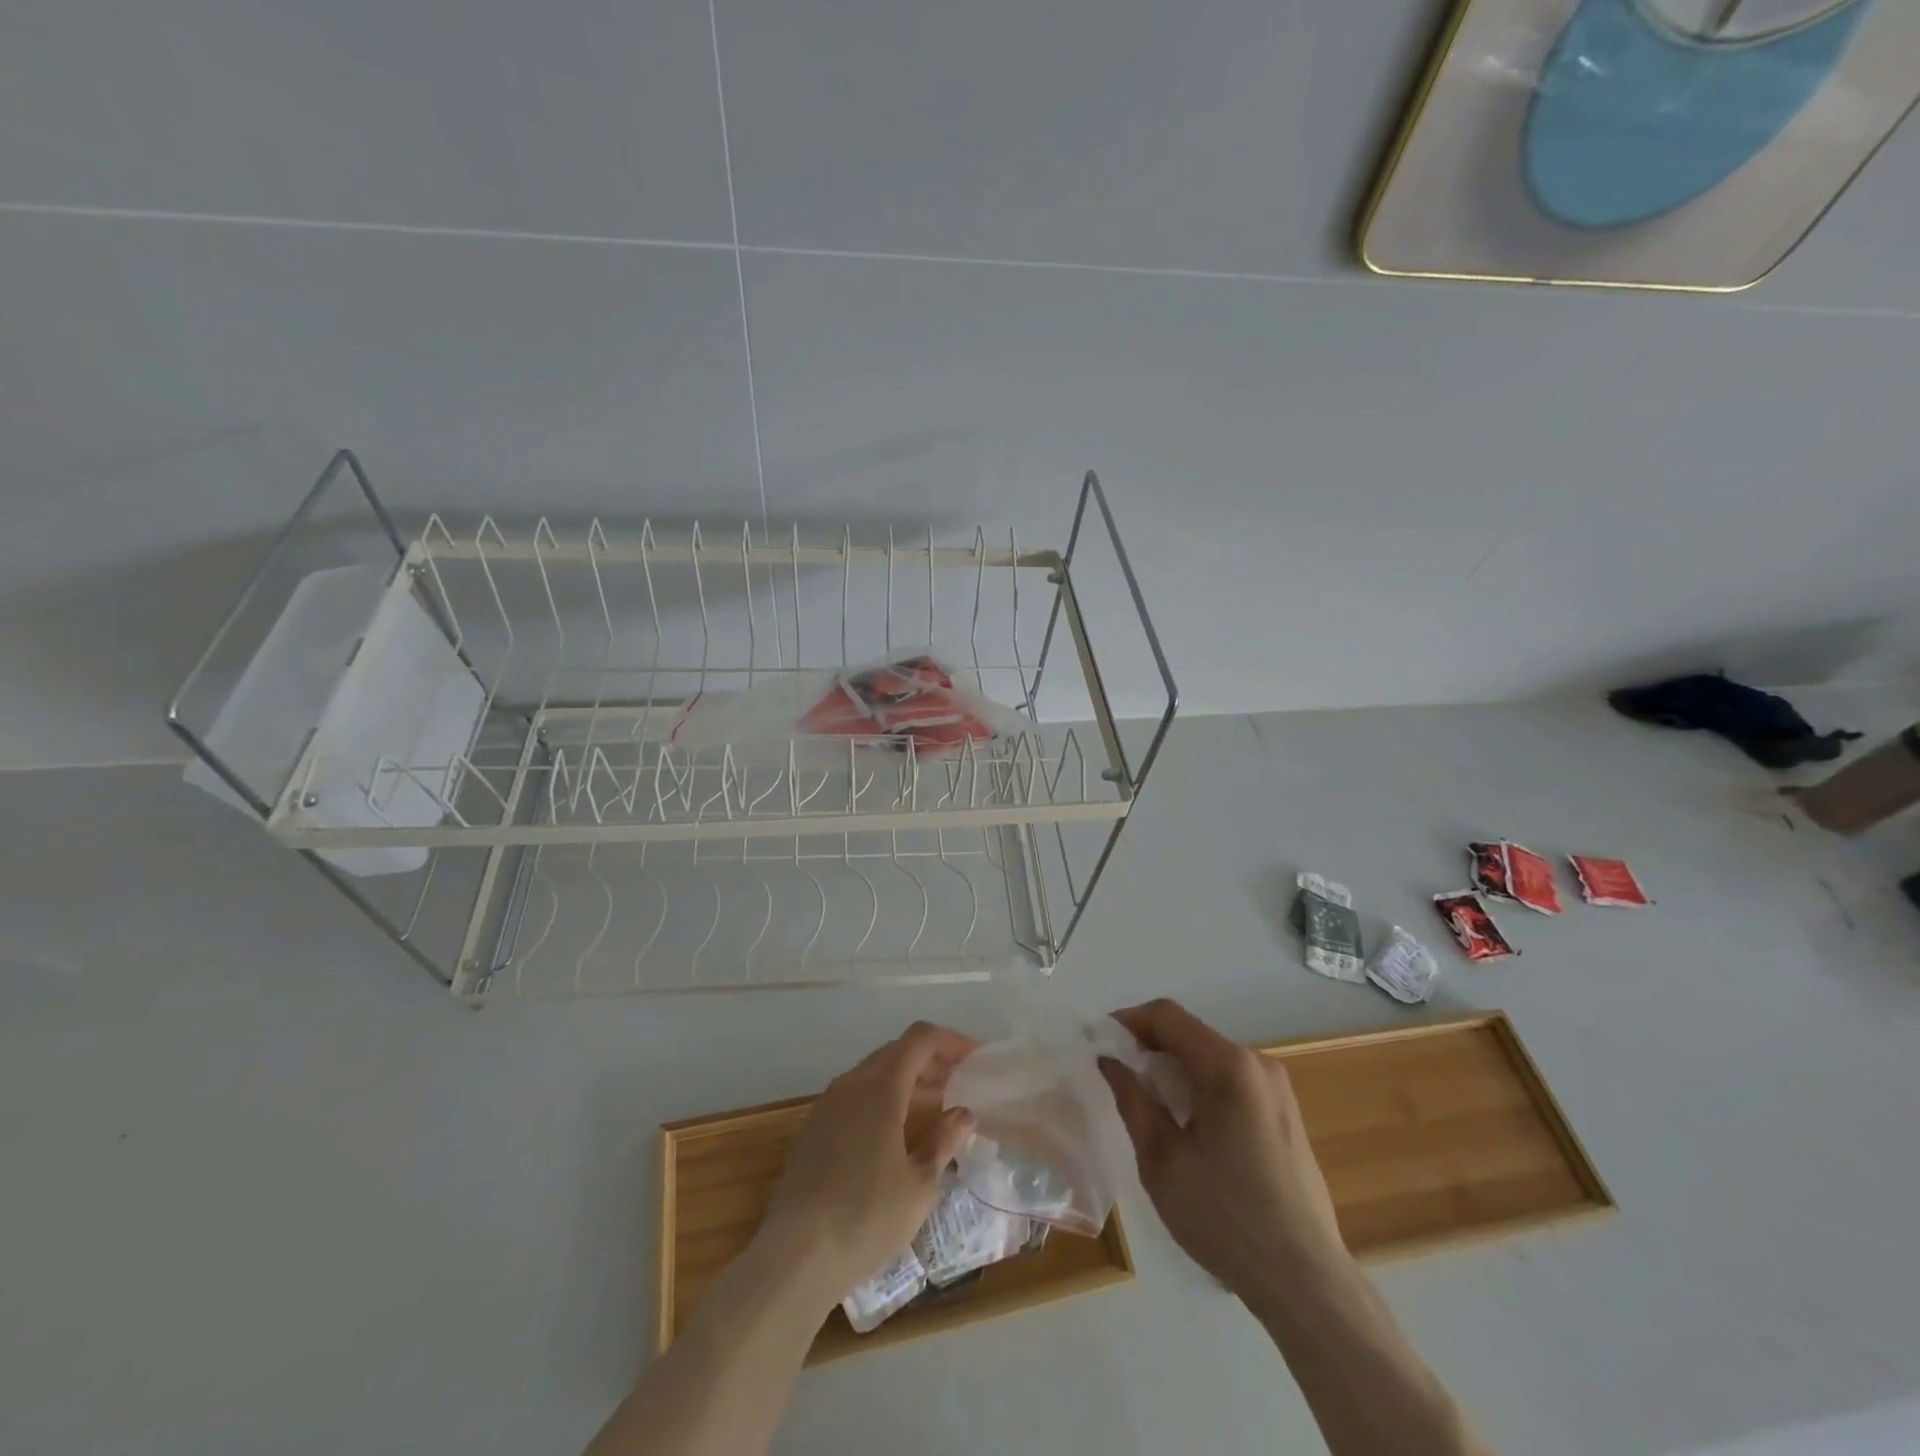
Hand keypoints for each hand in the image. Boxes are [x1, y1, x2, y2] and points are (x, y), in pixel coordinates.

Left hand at [754, 1022, 978, 1307]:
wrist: (794, 1256)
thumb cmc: (866, 1217)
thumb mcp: (920, 1185)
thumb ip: (943, 1141)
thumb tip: (963, 1113)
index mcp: (881, 1086)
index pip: (920, 1039)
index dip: (951, 1042)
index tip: (976, 1059)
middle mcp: (852, 1083)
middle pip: (897, 1051)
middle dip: (931, 1060)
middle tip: (960, 1082)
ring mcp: (828, 1104)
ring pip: (874, 1072)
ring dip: (906, 1079)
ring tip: (934, 1105)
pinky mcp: (814, 1128)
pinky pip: (855, 1094)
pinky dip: (883, 1097)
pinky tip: (895, 1131)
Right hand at [1099, 999, 1348, 1305]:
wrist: (1305, 1282)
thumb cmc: (1225, 1217)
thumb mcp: (1161, 1159)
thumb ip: (1132, 1099)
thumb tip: (1110, 1061)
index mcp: (1229, 1067)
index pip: (1168, 1017)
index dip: (1128, 1021)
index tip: (1100, 1043)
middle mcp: (1258, 1064)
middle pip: (1191, 1035)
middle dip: (1150, 1048)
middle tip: (1119, 1078)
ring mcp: (1278, 1090)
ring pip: (1211, 1059)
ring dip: (1175, 1070)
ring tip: (1150, 1106)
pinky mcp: (1286, 1115)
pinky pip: (1232, 1082)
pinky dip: (1201, 1088)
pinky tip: (1188, 1128)